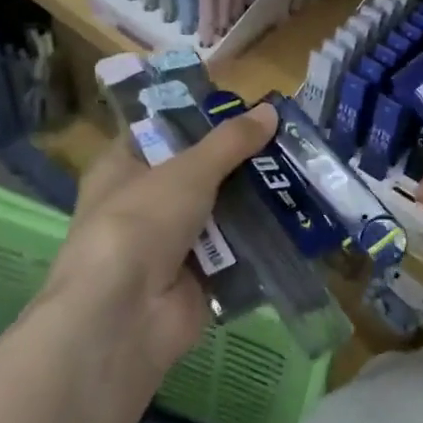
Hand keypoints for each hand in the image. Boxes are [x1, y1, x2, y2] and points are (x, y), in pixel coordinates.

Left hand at [37, 102, 277, 380]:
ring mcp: (170, 244)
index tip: (242, 105)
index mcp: (122, 168)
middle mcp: (143, 203)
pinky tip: (297, 217)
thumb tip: (270, 110)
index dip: (197, 117)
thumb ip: (230, 142)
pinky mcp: (197, 278)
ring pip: (220, 210)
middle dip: (238, 159)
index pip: (160, 132)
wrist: (125, 316)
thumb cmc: (141, 223)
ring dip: (255, 197)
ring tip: (301, 171)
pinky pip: (234, 250)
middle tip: (285, 137)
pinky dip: (259, 238)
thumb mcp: (188, 170)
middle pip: (198, 171)